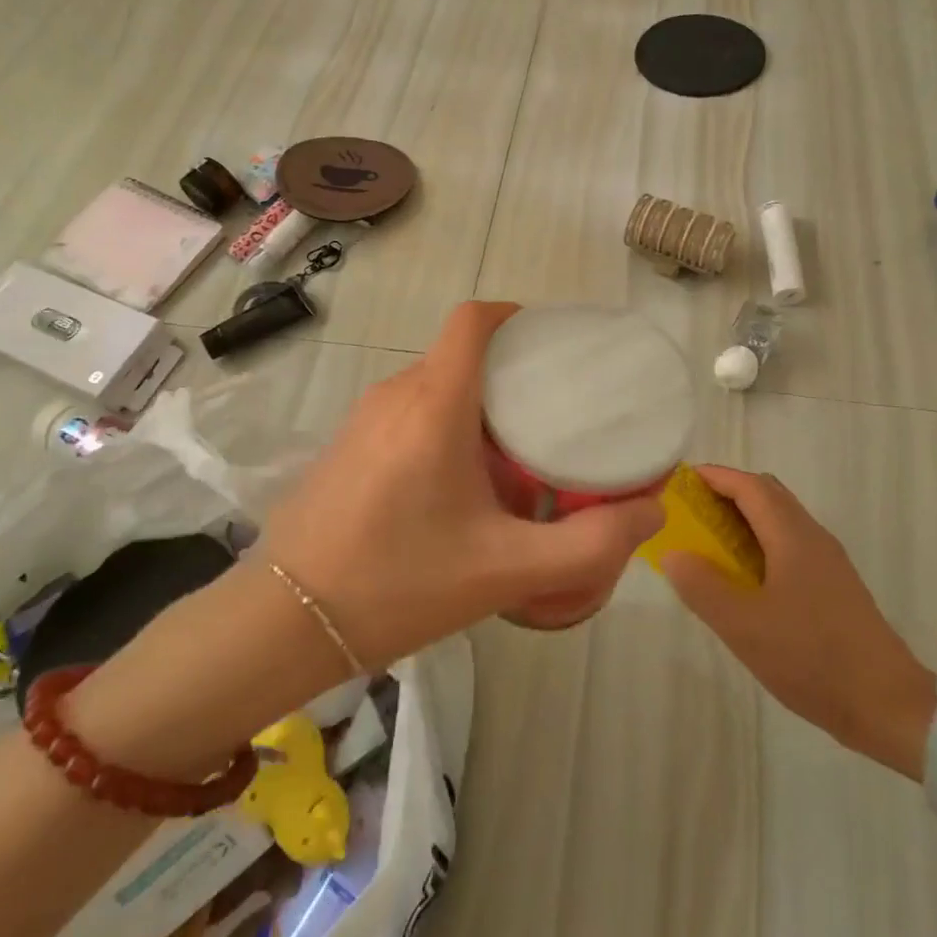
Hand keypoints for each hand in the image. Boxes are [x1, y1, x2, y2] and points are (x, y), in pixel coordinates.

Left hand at [261, 302, 664, 668]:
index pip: (472, 320)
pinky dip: (443, 427)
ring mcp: (363, 419)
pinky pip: (407, 414)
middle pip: (460, 357)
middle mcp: (395, 395)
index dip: (514, 316)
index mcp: (435, 403)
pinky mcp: (346, 445)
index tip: (552, 344)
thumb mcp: (507, 570)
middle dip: (509, 376)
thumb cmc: (400, 583)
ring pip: (433, 388)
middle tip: (553, 419)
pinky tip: (458, 488)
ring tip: (515, 458)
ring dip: (476, 408)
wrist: (287, 620)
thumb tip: (650, 509)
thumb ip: (588, 543)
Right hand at [660, 466, 936, 780]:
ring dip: (742, 519)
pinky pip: (788, 544)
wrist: (890, 708)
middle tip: (688, 512)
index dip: (713, 477)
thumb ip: (701, 586)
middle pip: (766, 494)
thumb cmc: (812, 658)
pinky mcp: (833, 586)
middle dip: (726, 493)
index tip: (678, 482)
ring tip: (707, 543)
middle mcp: (813, 537)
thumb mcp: (743, 626)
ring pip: (779, 520)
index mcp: (793, 536)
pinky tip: (742, 578)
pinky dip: (758, 542)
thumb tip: (673, 553)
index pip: (749, 485)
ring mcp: (827, 562)